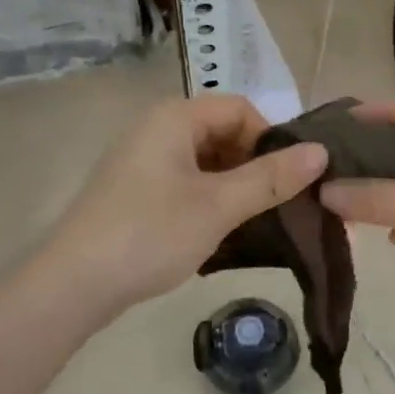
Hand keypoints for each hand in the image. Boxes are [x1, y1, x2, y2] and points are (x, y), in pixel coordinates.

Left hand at [38, 95, 327, 317]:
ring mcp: (142, 162)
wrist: (73, 285)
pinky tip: (220, 234)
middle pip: (223, 133)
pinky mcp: (135, 192)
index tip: (287, 180)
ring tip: (253, 224)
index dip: (271, 138)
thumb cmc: (150, 233)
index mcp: (175, 117)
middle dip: (254, 166)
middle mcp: (156, 129)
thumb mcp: (219, 205)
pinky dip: (209, 201)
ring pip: (206, 162)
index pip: (240, 109)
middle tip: (276, 206)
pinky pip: (185, 183)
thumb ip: (271, 177)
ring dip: (234, 187)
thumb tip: (321, 151)